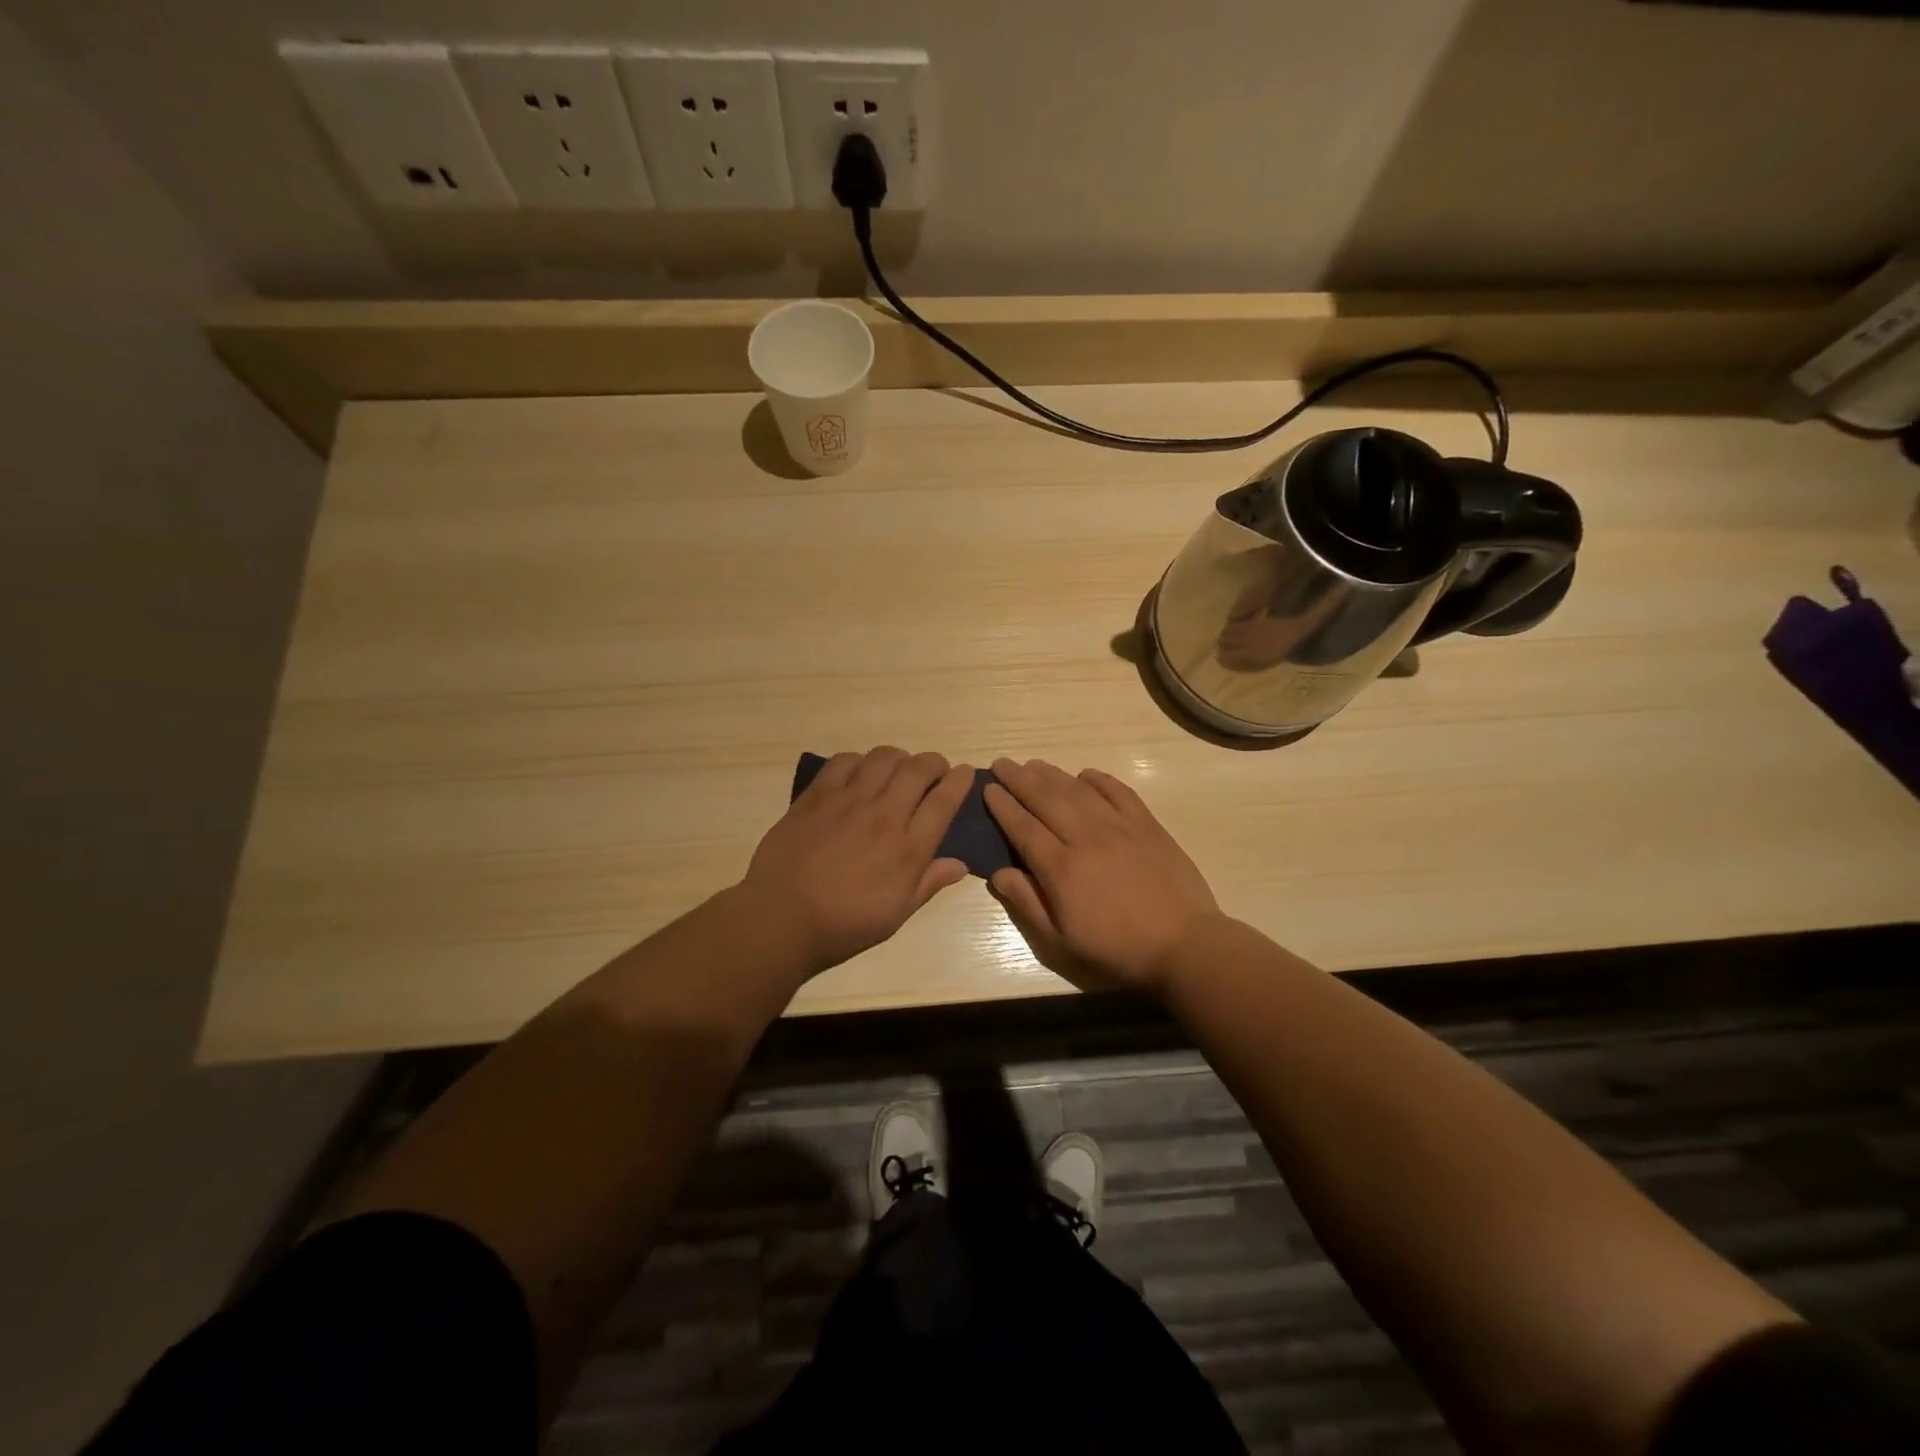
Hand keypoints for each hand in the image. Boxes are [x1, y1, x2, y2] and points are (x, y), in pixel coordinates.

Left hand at [740, 747, 971, 976]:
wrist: (782, 916)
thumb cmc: (844, 923)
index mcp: (908, 849)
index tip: (965, 773)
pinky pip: (844, 761)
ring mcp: (848, 801)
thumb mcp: (896, 914)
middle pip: (918, 769)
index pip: (944, 801)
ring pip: (884, 757)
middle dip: (934, 762)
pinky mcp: (817, 795)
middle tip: (934, 770)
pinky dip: (859, 761)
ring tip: (897, 769)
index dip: (960, 781)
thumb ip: (929, 883)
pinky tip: (859, 773)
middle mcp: (884, 816)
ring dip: (899, 758)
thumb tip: (960, 864)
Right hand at [985, 758, 1219, 994]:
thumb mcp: (1061, 942)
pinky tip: (1085, 774)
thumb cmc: (1117, 949)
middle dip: (1019, 779)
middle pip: (1045, 799)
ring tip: (1033, 763)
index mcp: (1061, 869)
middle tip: (1002, 763)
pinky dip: (1099, 779)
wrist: (1183, 944)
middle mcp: (1085, 838)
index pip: (1023, 828)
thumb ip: (1027, 904)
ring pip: (1077, 790)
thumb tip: (997, 873)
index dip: (1003, 806)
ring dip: (1052, 774)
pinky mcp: (1147, 825)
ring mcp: (1119, 827)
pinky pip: (1118, 791)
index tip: (987, 789)